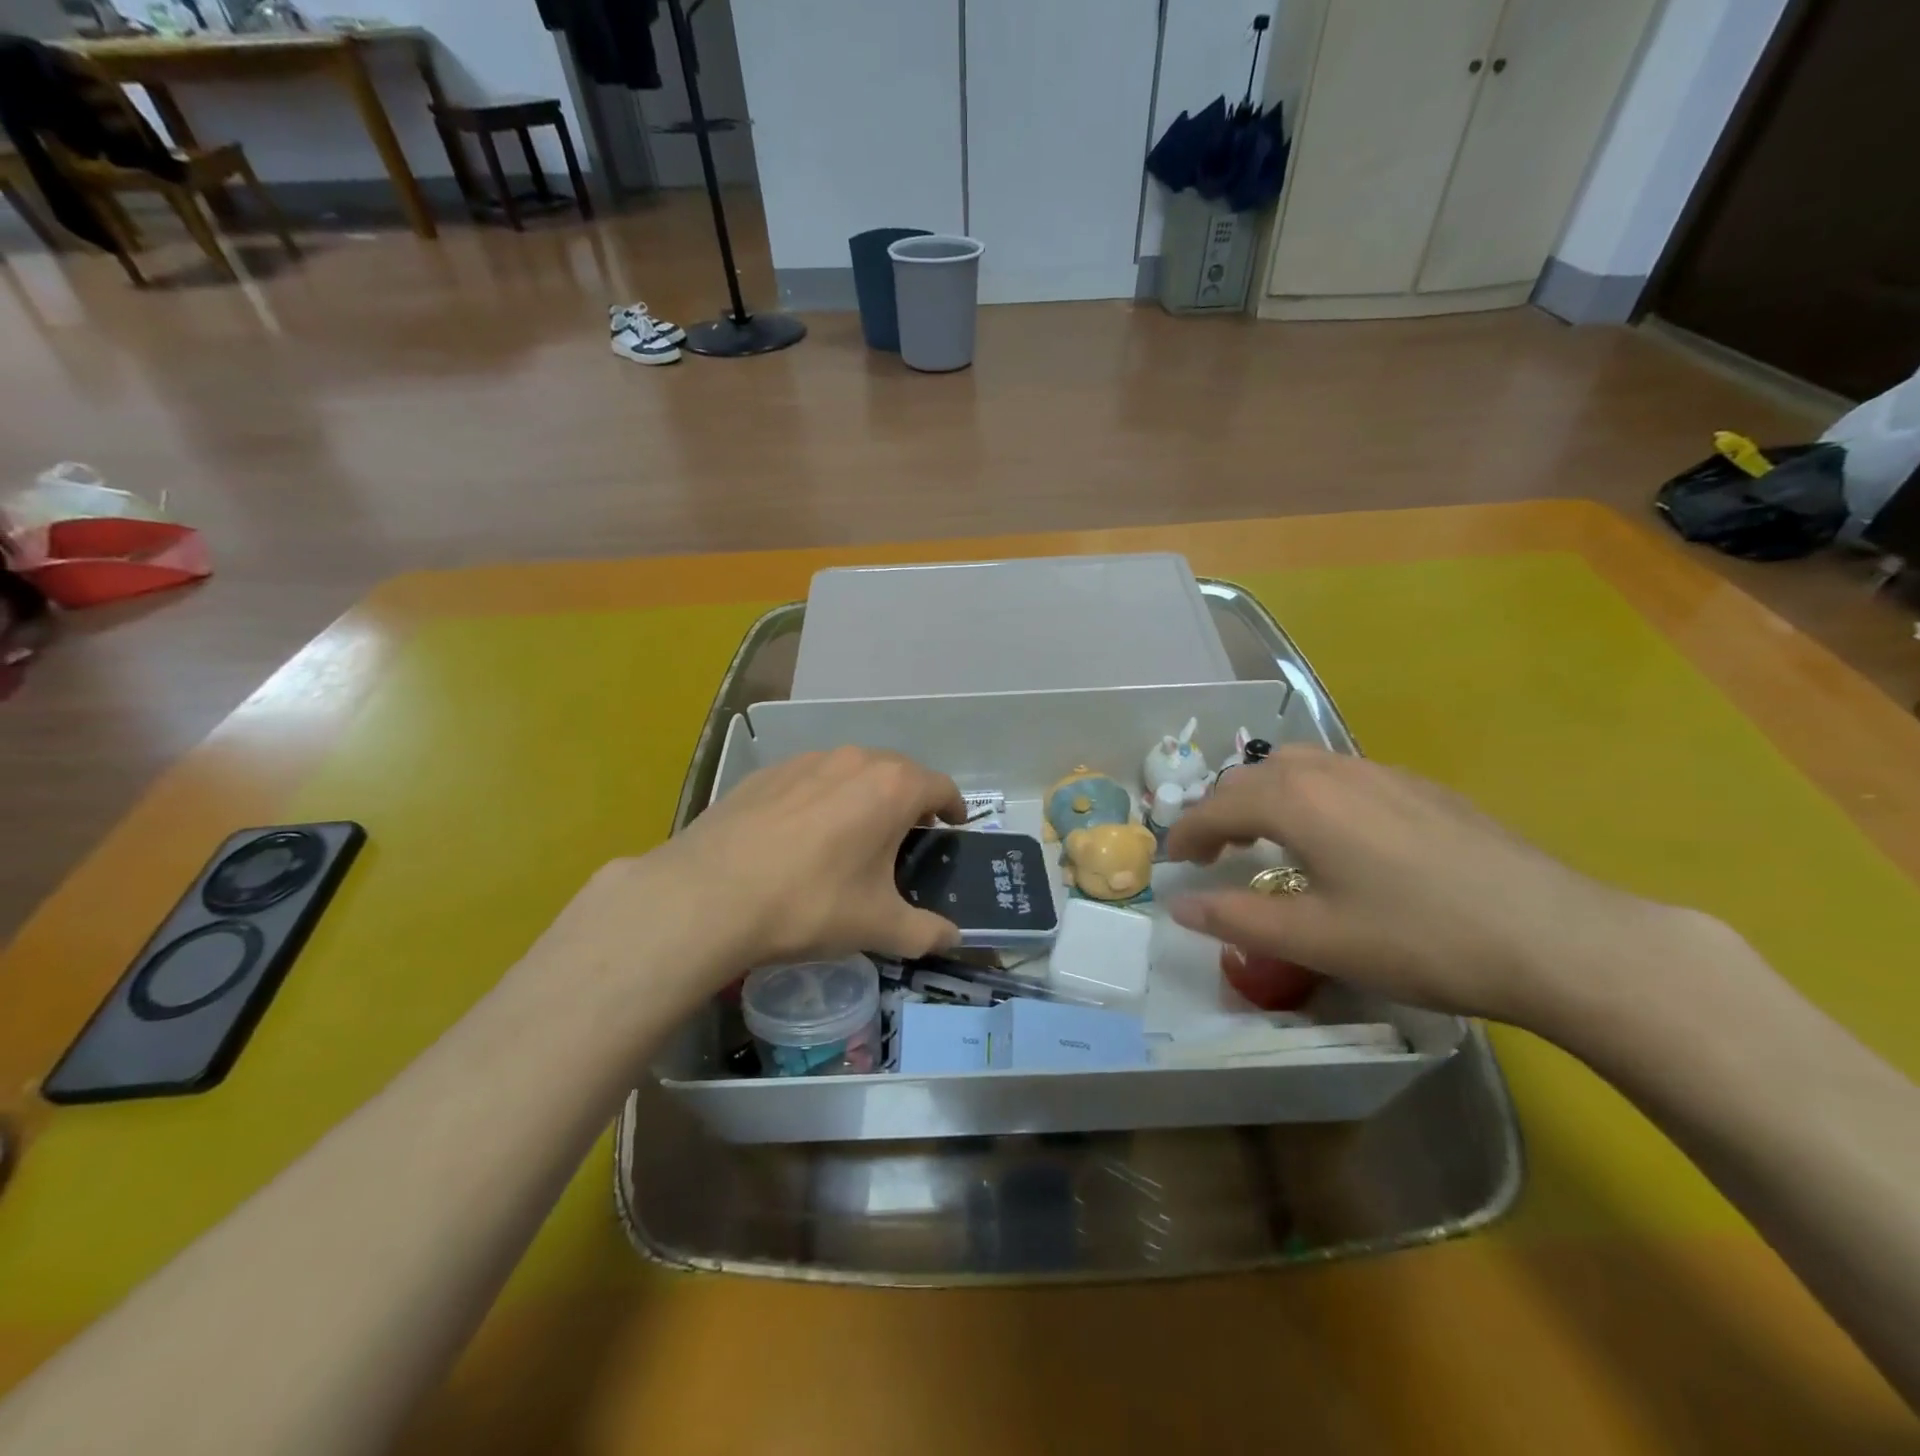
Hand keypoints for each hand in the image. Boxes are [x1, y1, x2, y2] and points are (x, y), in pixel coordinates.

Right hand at [1164, 746, 1699, 1028]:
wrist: (1557, 937)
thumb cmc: (1421, 940)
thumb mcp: (1317, 939)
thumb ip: (1236, 918)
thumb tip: (1178, 905)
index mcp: (1297, 801)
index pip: (1217, 807)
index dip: (1186, 835)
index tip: (1173, 865)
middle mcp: (1332, 771)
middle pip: (1252, 776)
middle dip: (1220, 810)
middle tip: (1213, 853)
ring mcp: (1381, 772)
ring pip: (1297, 766)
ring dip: (1263, 795)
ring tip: (1263, 837)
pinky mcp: (1420, 786)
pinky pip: (1339, 774)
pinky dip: (1308, 795)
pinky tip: (1333, 835)